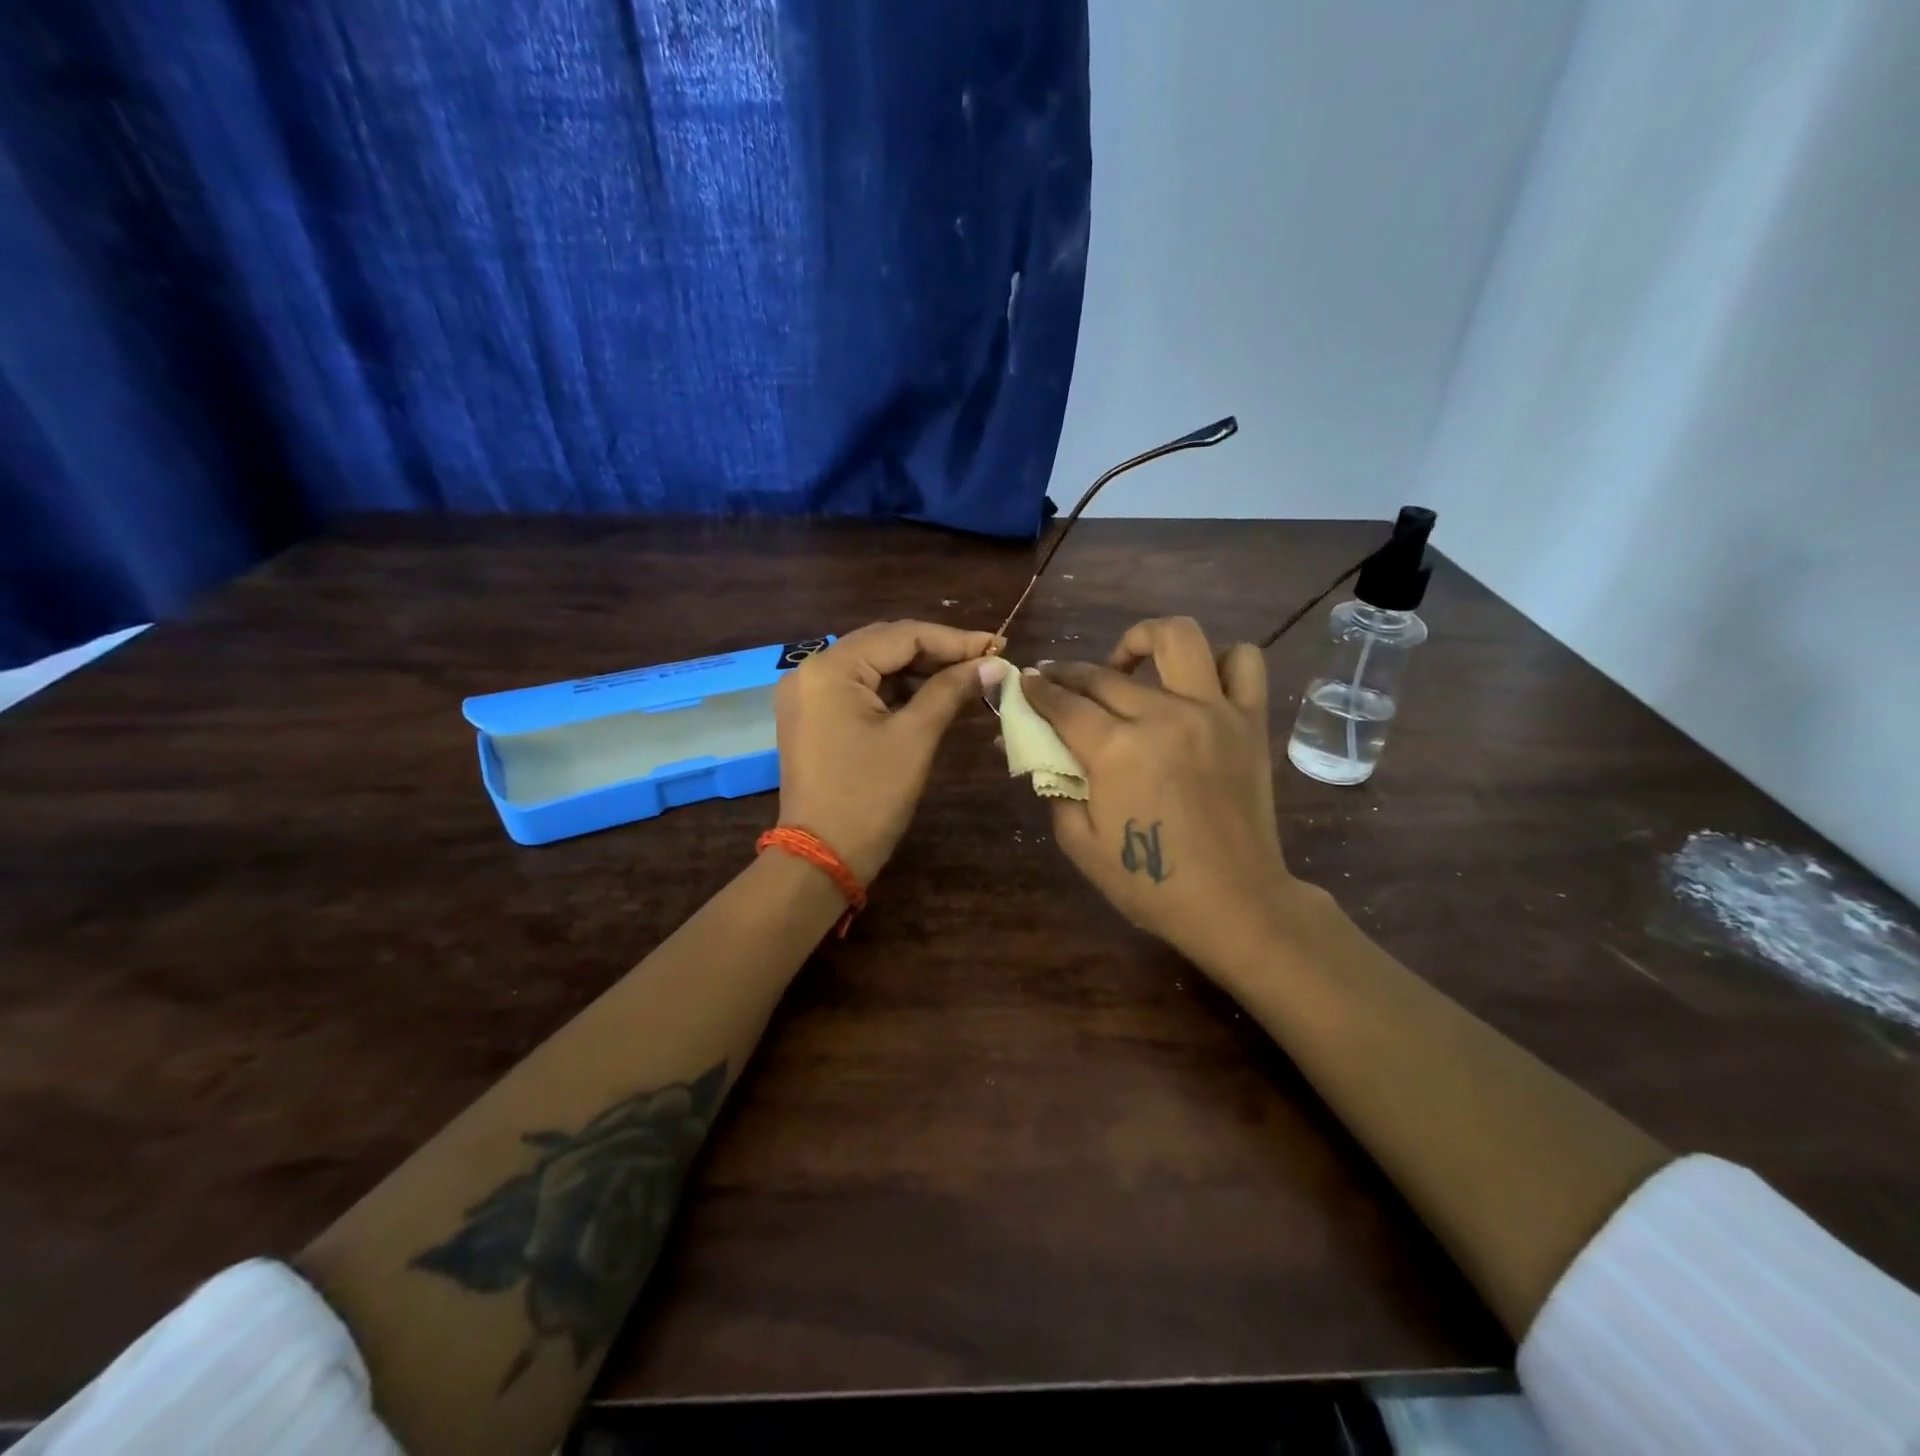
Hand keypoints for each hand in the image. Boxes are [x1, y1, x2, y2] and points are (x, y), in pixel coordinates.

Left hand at [774, 621, 1002, 883]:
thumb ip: (951, 690)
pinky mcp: (811, 716)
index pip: (901, 635)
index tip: (997, 647)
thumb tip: (994, 663)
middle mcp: (811, 670)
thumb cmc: (870, 796)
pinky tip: (930, 696)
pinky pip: (858, 689)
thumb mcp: (915, 738)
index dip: (954, 640)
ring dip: (917, 671)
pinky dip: (894, 691)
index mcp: (831, 668)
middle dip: (936, 652)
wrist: (821, 857)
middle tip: (984, 662)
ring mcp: (807, 694)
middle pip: (884, 644)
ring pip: (872, 665)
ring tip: (964, 679)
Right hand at [1008, 617, 1297, 972]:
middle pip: (1103, 673)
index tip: (1024, 681)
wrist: (1233, 903)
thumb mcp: (1080, 842)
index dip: (1037, 689)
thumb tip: (1035, 747)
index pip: (1062, 702)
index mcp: (1115, 750)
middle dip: (1068, 672)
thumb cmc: (1149, 883)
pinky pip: (1244, 662)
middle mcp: (1162, 715)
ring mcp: (1213, 712)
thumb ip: (1054, 785)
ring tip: (1129, 664)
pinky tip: (1196, 683)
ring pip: (1178, 637)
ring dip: (1143, 640)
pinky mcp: (1250, 721)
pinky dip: (1220, 660)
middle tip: (1057, 682)